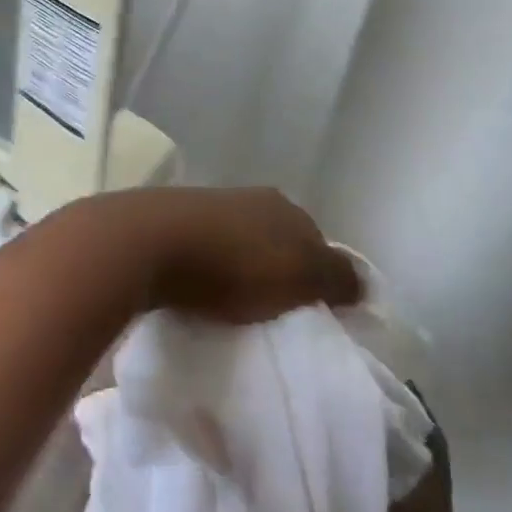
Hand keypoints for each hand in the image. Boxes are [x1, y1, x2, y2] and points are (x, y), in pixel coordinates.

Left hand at [73, 186, 363, 324]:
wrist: (147, 243)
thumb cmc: (233, 263)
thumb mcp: (300, 275)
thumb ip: (337, 278)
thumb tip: (365, 283)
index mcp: (282, 206)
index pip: (314, 240)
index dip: (317, 275)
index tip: (312, 312)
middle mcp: (245, 197)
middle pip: (273, 239)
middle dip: (276, 270)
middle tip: (273, 313)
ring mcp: (202, 205)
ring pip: (235, 242)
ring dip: (238, 270)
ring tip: (234, 309)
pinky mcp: (166, 221)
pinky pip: (199, 250)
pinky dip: (205, 270)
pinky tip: (199, 293)